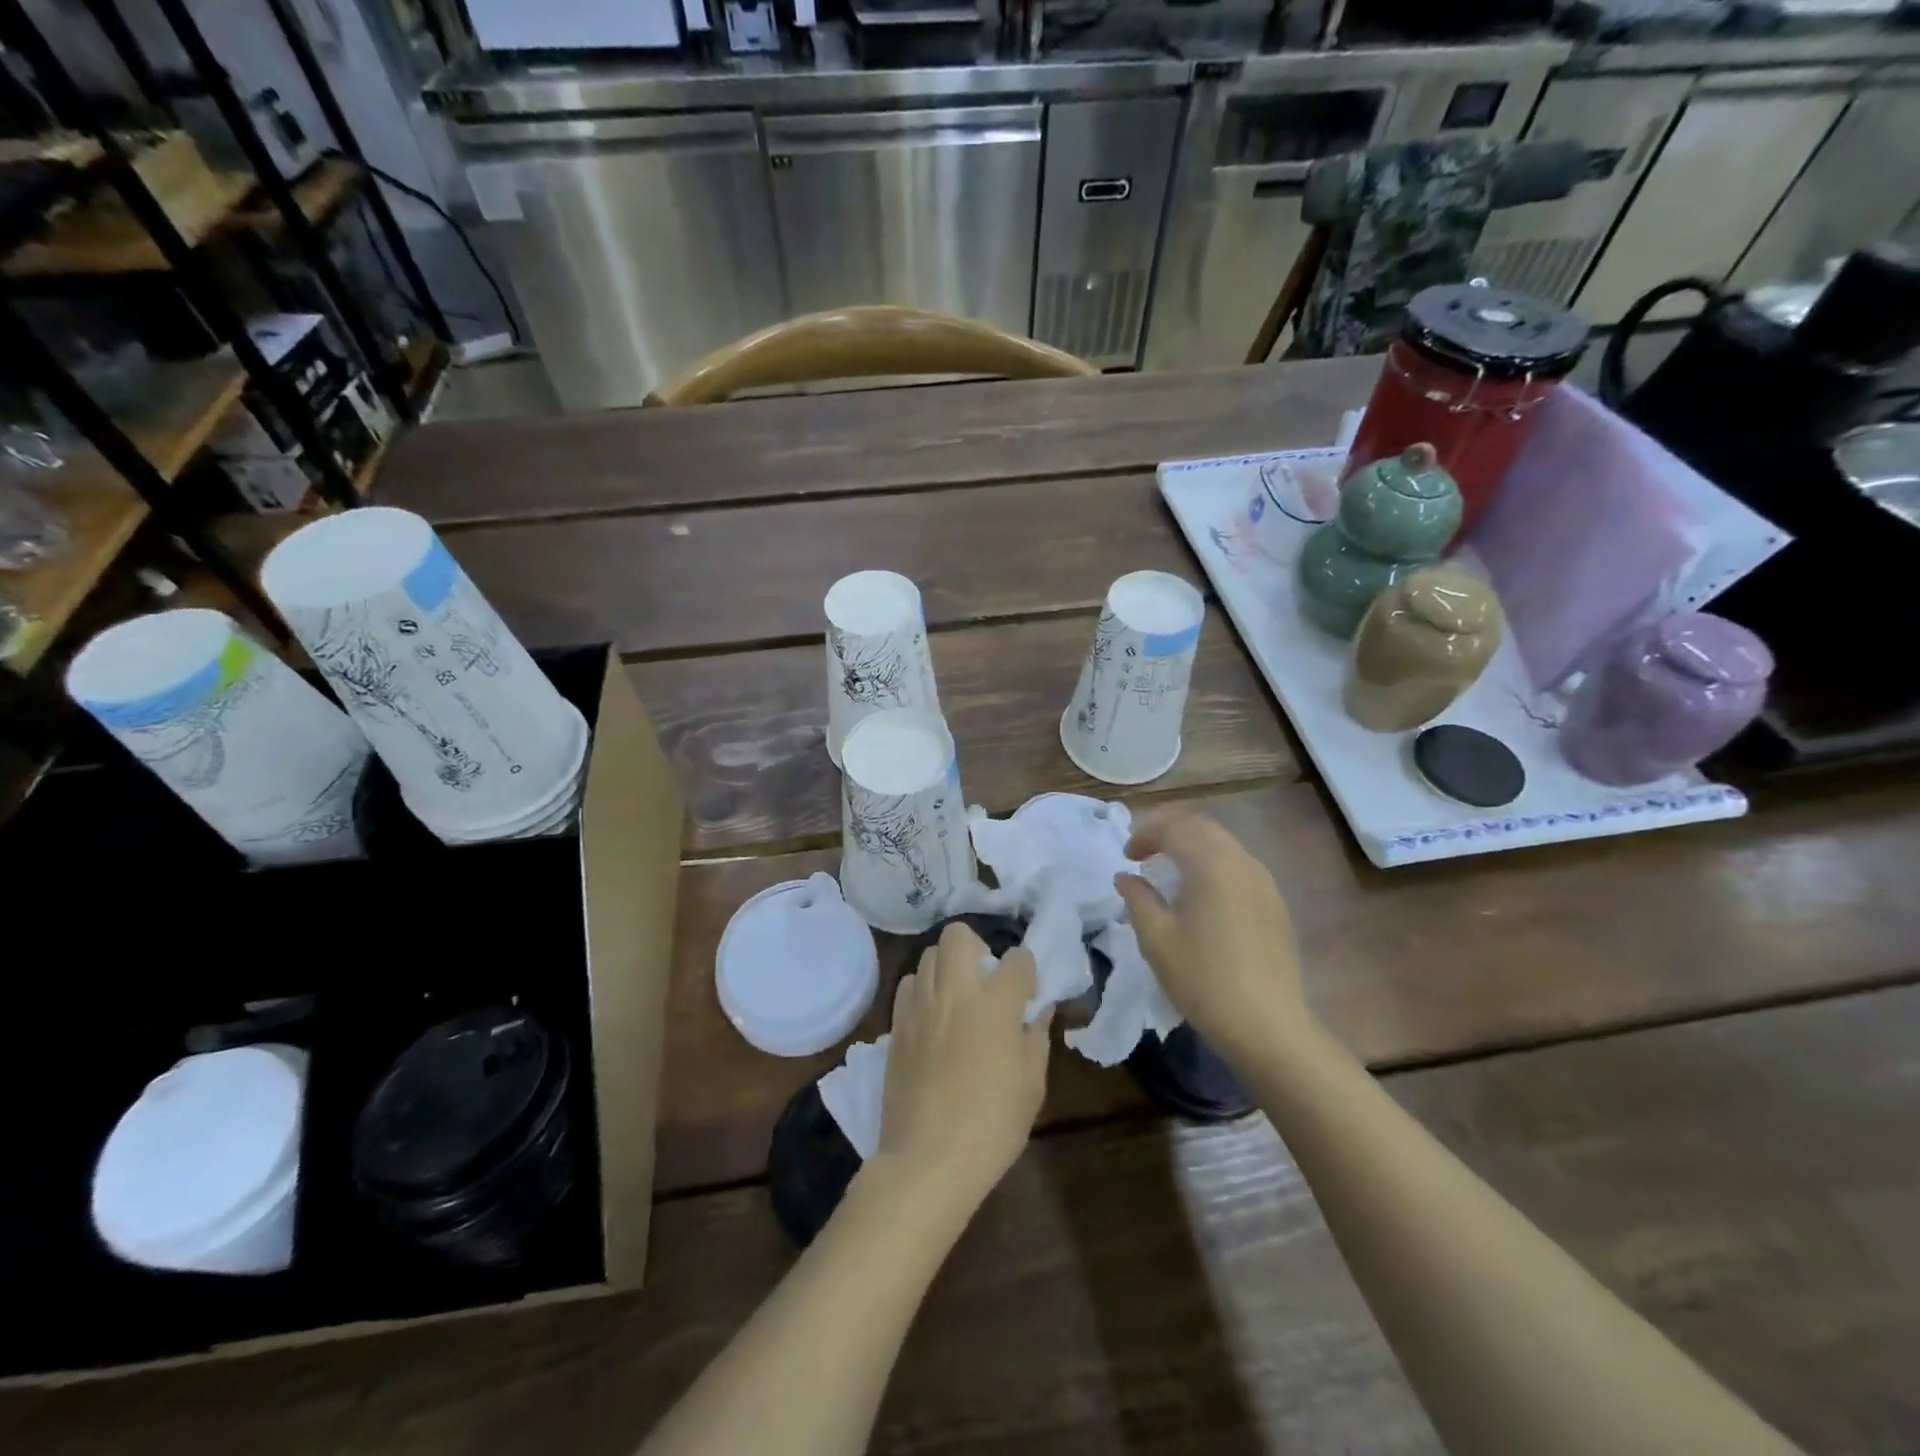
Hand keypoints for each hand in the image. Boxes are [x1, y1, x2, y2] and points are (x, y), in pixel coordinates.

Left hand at [878, 923, 1050, 1209]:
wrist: (927, 1161)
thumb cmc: (991, 1127)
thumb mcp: (1031, 1086)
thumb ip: (1036, 1038)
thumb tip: (1038, 1011)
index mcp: (995, 1005)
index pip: (1017, 959)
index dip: (1026, 970)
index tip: (1028, 989)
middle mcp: (955, 993)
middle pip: (959, 935)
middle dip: (977, 946)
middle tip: (986, 979)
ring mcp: (920, 1006)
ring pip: (928, 955)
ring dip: (947, 966)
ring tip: (957, 996)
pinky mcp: (896, 1025)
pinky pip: (907, 985)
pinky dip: (922, 989)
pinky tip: (932, 1016)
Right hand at [1113, 809, 1308, 1061]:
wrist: (1269, 1026)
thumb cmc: (1204, 979)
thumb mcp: (1157, 939)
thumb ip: (1138, 899)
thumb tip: (1126, 877)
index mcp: (1211, 865)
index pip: (1174, 829)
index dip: (1145, 835)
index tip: (1126, 856)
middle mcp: (1242, 862)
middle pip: (1202, 827)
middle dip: (1170, 831)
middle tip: (1144, 852)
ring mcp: (1264, 882)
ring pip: (1224, 844)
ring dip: (1193, 846)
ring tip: (1170, 870)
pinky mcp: (1275, 903)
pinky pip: (1239, 865)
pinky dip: (1213, 863)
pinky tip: (1201, 893)